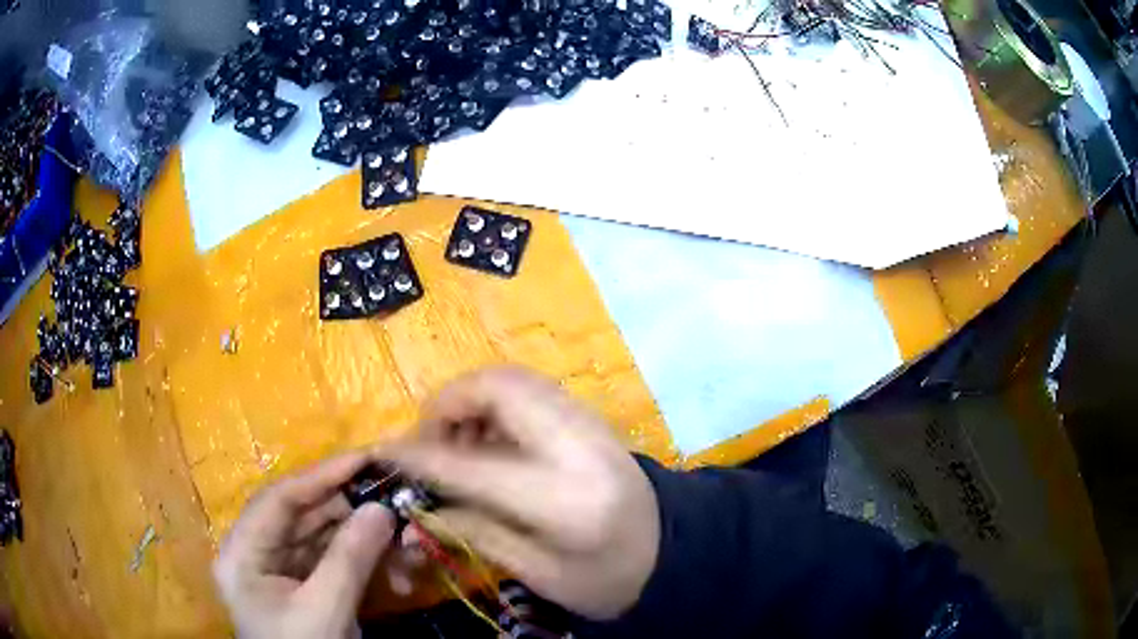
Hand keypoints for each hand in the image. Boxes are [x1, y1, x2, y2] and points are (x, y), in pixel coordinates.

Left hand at [213, 452, 394, 638]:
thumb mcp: (325, 610)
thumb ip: (350, 559)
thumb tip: (383, 508)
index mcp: (242, 552)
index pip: (278, 499)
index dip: (321, 475)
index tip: (365, 458)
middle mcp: (257, 553)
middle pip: (303, 516)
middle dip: (351, 511)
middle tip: (395, 497)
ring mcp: (282, 572)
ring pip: (323, 539)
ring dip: (365, 540)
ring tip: (404, 539)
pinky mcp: (305, 587)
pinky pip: (334, 563)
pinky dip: (365, 564)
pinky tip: (397, 572)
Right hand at [387, 367, 660, 619]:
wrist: (673, 553)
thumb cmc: (608, 579)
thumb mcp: (539, 573)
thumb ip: (477, 531)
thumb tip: (421, 503)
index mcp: (564, 499)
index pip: (472, 465)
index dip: (419, 456)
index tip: (383, 452)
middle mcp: (578, 444)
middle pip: (498, 388)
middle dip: (447, 405)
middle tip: (428, 443)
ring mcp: (590, 422)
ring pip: (513, 378)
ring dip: (471, 399)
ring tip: (456, 443)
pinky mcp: (591, 417)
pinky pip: (530, 389)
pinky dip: (496, 401)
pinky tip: (489, 440)